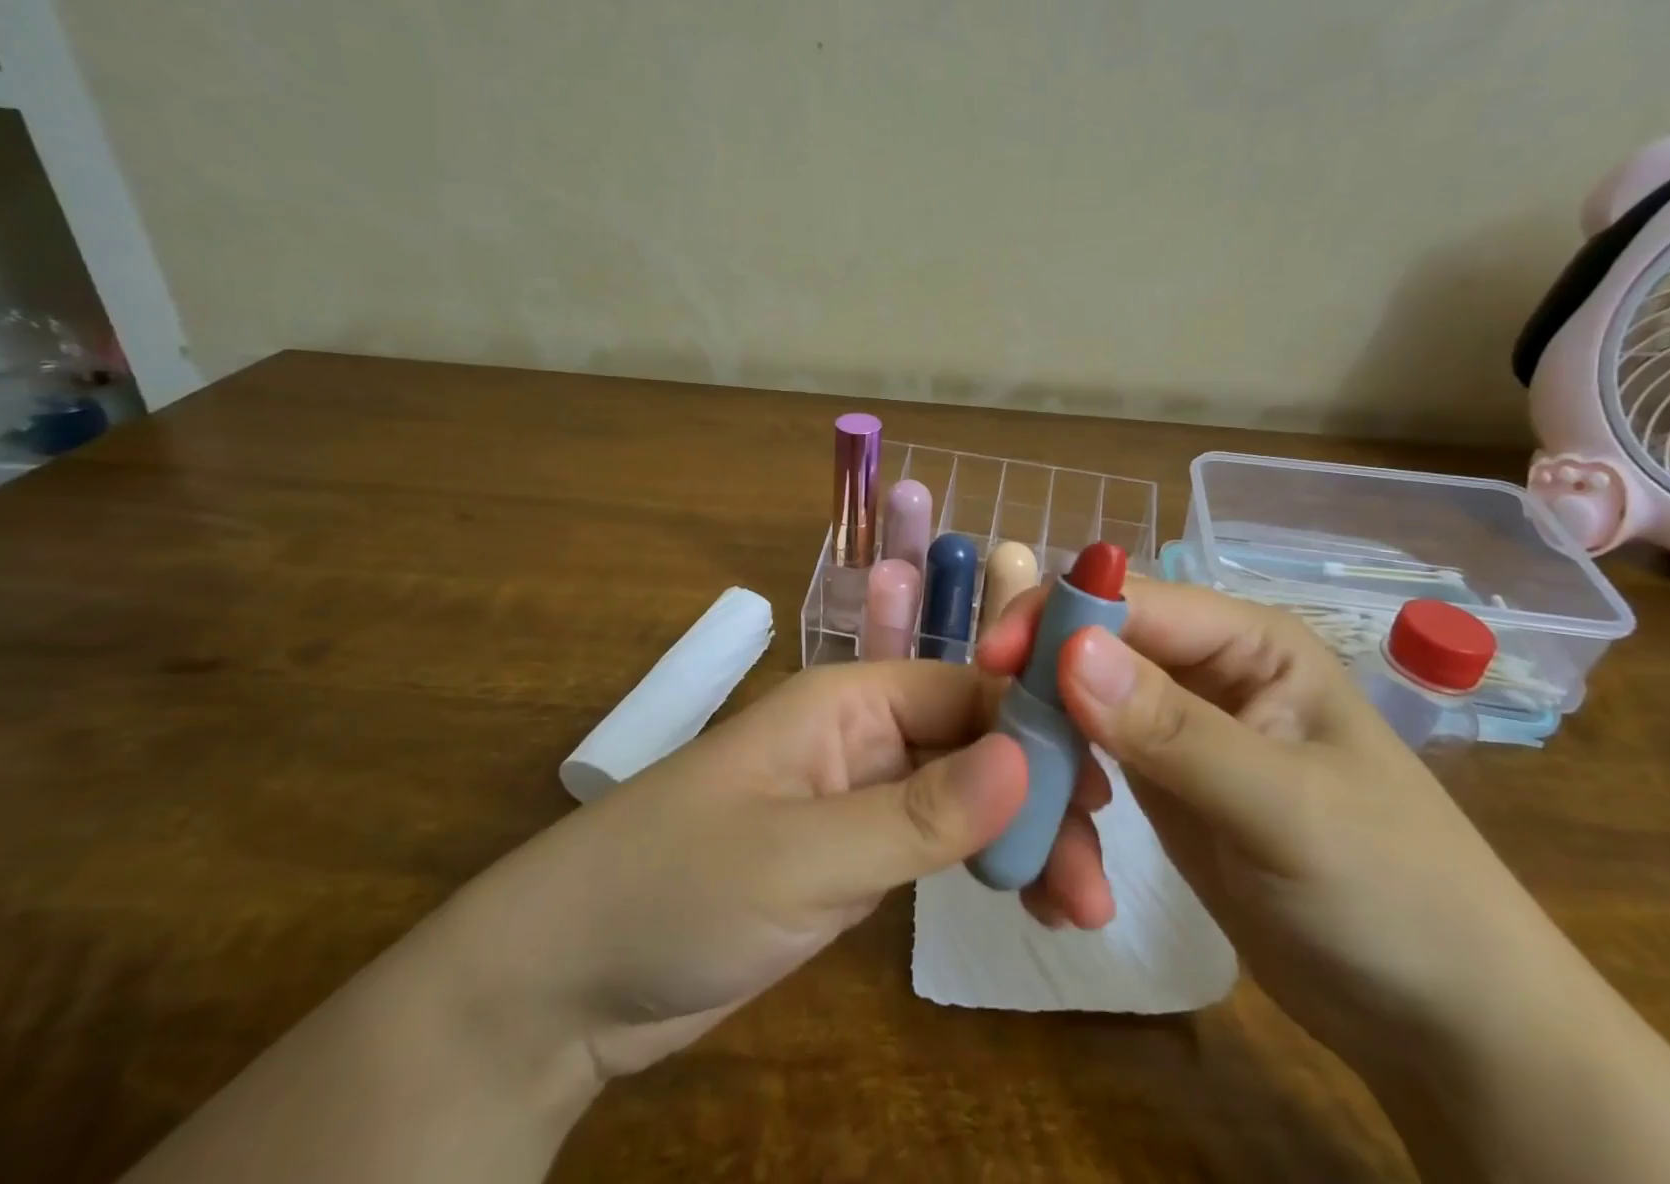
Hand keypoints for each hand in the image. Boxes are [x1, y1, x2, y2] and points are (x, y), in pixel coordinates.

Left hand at [426, 658, 1113, 1089]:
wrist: (565, 979)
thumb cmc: (676, 888)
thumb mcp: (805, 854)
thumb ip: (920, 811)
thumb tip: (1034, 756)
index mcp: (849, 698)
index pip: (967, 690)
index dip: (1037, 727)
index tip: (1105, 788)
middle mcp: (863, 732)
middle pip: (975, 743)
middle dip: (1039, 796)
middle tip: (1097, 876)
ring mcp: (859, 794)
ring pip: (965, 795)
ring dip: (1022, 838)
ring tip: (1082, 908)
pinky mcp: (853, 853)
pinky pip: (937, 842)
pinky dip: (985, 865)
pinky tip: (1030, 901)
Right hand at [976, 577, 1568, 1074]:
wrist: (1445, 1024)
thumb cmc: (1396, 896)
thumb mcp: (1283, 810)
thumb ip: (1174, 729)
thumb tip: (1068, 647)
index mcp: (1244, 640)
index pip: (1128, 599)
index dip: (1057, 618)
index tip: (993, 666)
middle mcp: (1202, 669)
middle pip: (1087, 653)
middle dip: (1041, 709)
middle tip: (1003, 775)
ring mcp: (1175, 728)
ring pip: (1075, 714)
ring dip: (1048, 773)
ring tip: (1054, 864)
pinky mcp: (1158, 783)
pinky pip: (1084, 768)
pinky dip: (1062, 808)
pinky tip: (1065, 872)